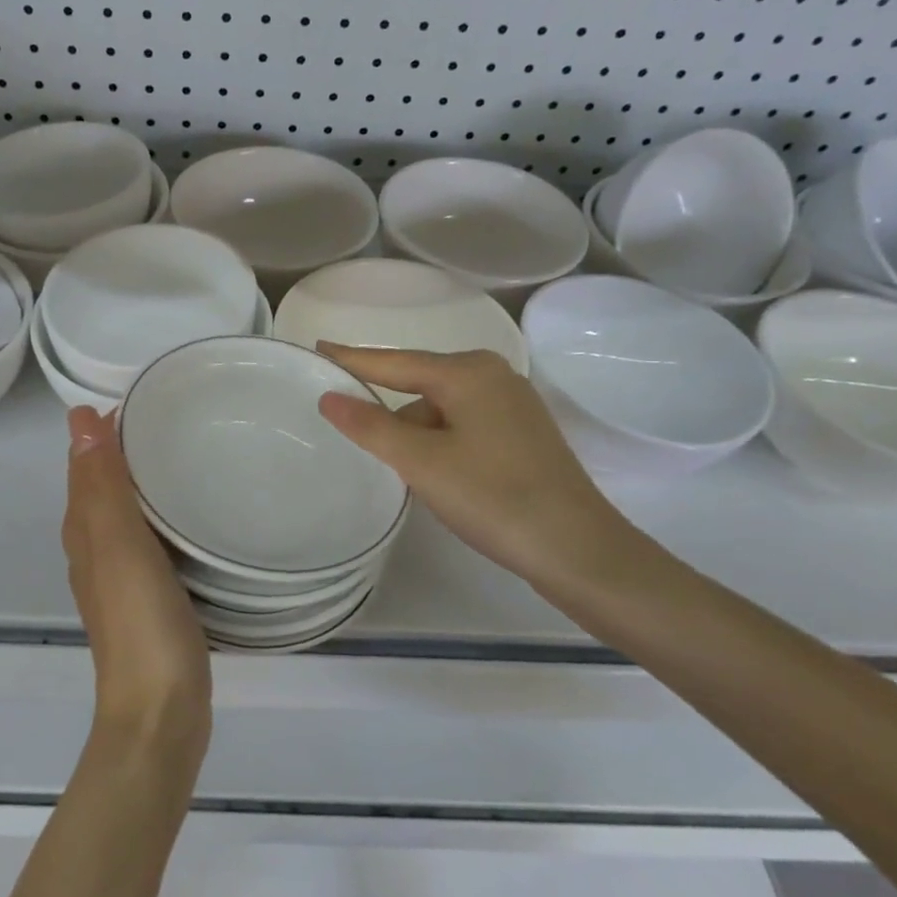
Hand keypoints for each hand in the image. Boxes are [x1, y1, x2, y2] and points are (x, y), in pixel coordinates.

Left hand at [62, 407, 210, 759]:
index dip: (102, 431)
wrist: (159, 715)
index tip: (143, 399)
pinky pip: (149, 545)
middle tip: (171, 419)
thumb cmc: (143, 624)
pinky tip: (188, 521)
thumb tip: (79, 419)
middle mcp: (95, 553)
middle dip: (123, 452)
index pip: (84, 467)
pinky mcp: (150, 603)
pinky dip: (159, 521)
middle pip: (102, 489)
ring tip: (183, 457)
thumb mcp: (120, 545)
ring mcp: (121, 581)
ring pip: (124, 517)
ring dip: (142, 485)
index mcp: (86, 534)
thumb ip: (103, 485)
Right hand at [315, 346, 640, 590]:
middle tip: (349, 427)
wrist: (577, 548)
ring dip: (416, 435)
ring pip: (442, 409)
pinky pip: (463, 425)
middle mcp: (493, 375)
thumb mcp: (421, 462)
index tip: (318, 348)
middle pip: (419, 384)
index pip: (394, 361)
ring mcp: (513, 404)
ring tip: (401, 472)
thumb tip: (329, 397)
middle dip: (387, 408)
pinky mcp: (523, 432)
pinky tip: (437, 474)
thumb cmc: (493, 497)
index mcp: (467, 372)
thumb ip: (371, 426)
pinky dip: (440, 443)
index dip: (353, 359)